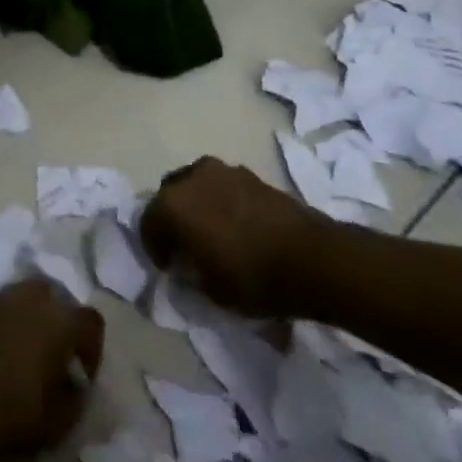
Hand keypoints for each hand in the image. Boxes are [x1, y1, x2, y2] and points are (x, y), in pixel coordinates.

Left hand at [0, 280, 103, 458]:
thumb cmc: (17, 410)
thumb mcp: (62, 419)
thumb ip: (76, 397)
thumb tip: (75, 384)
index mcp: (62, 321)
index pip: (92, 321)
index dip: (92, 348)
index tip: (83, 374)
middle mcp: (35, 300)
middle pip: (58, 299)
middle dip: (62, 323)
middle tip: (57, 355)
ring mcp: (3, 301)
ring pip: (29, 298)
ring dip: (35, 318)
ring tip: (30, 351)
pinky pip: (5, 309)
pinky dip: (10, 323)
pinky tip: (5, 352)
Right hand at [139, 156, 334, 316]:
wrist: (313, 259)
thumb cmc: (252, 277)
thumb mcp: (210, 290)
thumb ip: (190, 272)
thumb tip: (188, 263)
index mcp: (172, 204)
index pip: (148, 223)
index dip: (155, 248)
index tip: (169, 268)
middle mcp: (192, 178)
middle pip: (170, 195)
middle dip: (173, 218)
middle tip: (186, 244)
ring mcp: (224, 171)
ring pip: (197, 185)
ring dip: (198, 205)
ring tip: (213, 231)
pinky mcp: (252, 175)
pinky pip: (224, 186)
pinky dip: (223, 202)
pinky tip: (237, 225)